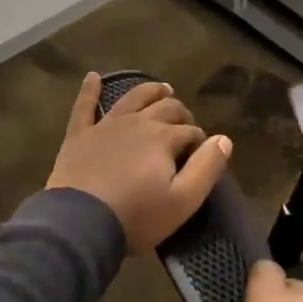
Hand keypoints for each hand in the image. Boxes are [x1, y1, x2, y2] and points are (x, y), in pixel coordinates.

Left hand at [48, 74, 232, 253]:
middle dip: (181, 113)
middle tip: (186, 124)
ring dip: (150, 91)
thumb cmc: (136, 216)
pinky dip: (90, 90)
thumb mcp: (183, 201)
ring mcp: (106, 126)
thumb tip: (223, 139)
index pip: (191, 131)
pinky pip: (84, 106)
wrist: (80, 224)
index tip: (201, 156)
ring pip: (133, 98)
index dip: (200, 142)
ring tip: (162, 89)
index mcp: (164, 137)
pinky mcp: (79, 135)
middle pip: (166, 108)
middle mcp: (138, 123)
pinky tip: (93, 77)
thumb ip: (207, 167)